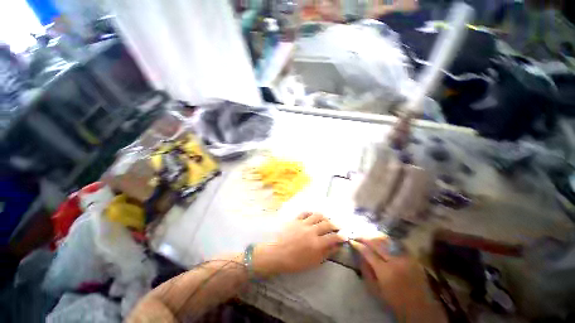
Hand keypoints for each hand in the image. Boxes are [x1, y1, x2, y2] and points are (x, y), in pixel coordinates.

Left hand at [253, 212, 344, 276]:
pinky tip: (313, 215)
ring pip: (317, 215)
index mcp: (317, 243)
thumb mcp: (313, 262)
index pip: (333, 237)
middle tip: (338, 226)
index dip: (341, 236)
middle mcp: (312, 230)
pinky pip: (305, 212)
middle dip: (335, 225)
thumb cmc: (295, 262)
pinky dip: (311, 213)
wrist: (277, 254)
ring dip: (324, 217)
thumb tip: (336, 246)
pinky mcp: (296, 219)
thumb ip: (326, 253)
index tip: (345, 236)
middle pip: (327, 224)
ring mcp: (303, 223)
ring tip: (327, 219)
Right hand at [350, 236, 446, 322]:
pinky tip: (379, 237)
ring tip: (365, 232)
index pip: (368, 252)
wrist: (421, 308)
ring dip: (374, 234)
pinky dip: (386, 238)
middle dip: (364, 236)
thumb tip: (359, 255)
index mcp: (385, 271)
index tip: (351, 240)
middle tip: (356, 233)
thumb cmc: (395, 301)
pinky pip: (396, 243)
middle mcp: (395, 261)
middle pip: (376, 242)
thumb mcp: (376, 290)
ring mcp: (405, 257)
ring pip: (386, 239)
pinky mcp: (412, 256)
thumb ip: (366, 271)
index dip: (358, 245)